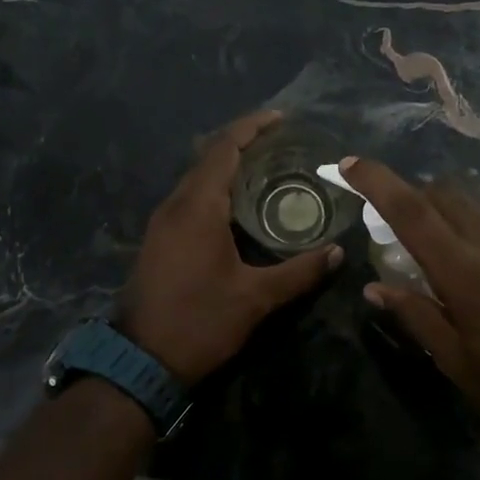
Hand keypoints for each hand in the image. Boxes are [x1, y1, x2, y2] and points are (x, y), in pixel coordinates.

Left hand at [120, 112, 343, 384]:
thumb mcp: (256, 298)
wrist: (141, 361)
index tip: (281, 118)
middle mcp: (175, 205)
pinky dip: (216, 191)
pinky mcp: (159, 241)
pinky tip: (239, 208)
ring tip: (267, 170)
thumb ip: (299, 272)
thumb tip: (338, 254)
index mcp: (198, 207)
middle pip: (208, 158)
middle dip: (243, 144)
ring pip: (197, 180)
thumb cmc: (200, 322)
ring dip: (228, 168)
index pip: (224, 149)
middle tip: (283, 145)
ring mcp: (162, 223)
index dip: (251, 128)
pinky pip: (190, 200)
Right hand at [341, 157, 479, 463]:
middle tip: (402, 228)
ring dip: (455, 222)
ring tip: (454, 260)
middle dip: (416, 197)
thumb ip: (413, 313)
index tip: (350, 164)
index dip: (377, 181)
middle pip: (447, 196)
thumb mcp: (452, 359)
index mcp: (465, 273)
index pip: (411, 211)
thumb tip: (375, 286)